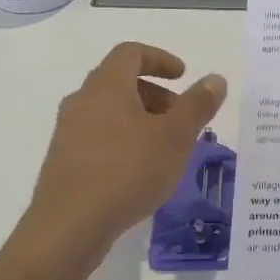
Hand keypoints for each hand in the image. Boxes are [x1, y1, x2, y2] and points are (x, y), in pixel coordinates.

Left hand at [25, 42, 227, 258]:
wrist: (69, 226)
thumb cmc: (128, 171)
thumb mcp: (176, 137)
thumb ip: (197, 105)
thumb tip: (215, 78)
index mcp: (107, 86)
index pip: (131, 53)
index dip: (159, 59)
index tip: (183, 76)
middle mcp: (82, 102)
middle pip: (119, 82)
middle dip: (154, 94)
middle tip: (180, 117)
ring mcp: (68, 133)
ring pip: (108, 112)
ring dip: (139, 120)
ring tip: (165, 148)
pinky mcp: (63, 162)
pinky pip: (98, 138)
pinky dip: (123, 141)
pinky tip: (140, 172)